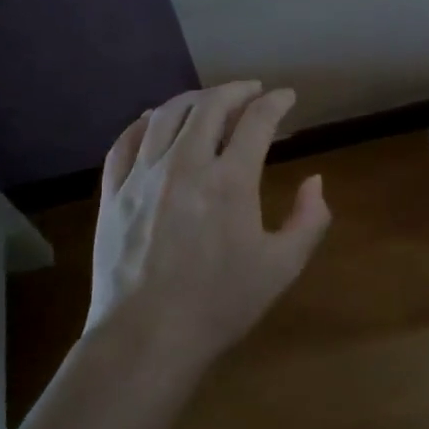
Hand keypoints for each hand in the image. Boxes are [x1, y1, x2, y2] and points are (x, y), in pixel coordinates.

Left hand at [90, 82, 329, 365]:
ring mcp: (143, 176)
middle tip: (251, 91)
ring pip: (166, 115)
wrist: (147, 338)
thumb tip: (315, 180)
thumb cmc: (220, 304)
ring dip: (193, 99)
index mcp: (230, 180)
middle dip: (236, 90)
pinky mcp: (113, 193)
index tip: (287, 96)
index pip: (257, 121)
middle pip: (210, 105)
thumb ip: (309, 219)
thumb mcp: (282, 267)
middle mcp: (185, 164)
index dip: (276, 102)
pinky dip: (144, 122)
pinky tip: (153, 120)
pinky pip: (125, 141)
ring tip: (208, 100)